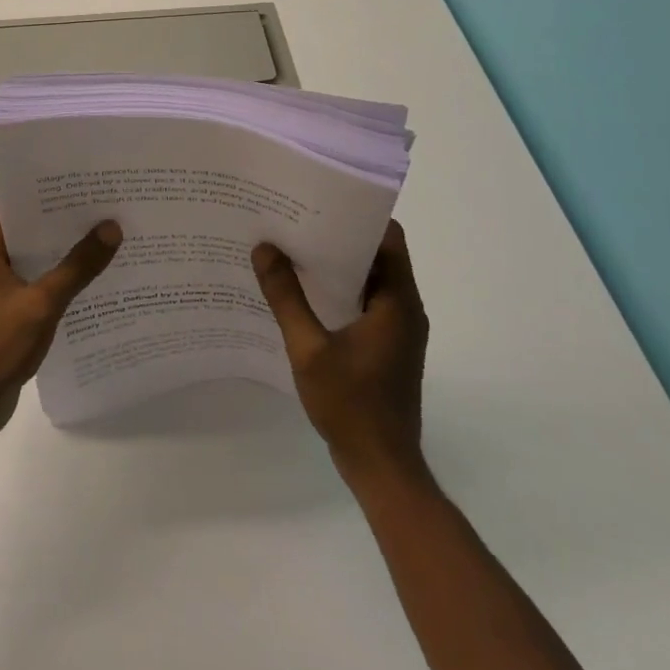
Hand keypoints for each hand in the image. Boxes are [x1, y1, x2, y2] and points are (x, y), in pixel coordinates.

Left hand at [0, 208, 121, 442]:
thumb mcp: (41, 304)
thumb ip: (77, 267)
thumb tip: (112, 228)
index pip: (19, 202)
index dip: (52, 189)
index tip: (89, 179)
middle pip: (32, 227)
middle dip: (67, 219)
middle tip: (110, 204)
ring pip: (38, 256)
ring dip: (67, 250)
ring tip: (111, 235)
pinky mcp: (9, 309)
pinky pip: (40, 281)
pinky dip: (63, 277)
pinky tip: (96, 277)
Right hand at [252, 221, 429, 484]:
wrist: (382, 467)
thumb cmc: (351, 405)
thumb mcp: (309, 349)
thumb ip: (286, 298)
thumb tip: (264, 249)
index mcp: (398, 301)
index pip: (388, 238)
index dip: (357, 215)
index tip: (319, 201)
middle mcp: (405, 308)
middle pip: (377, 255)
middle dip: (338, 237)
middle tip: (294, 222)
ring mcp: (398, 330)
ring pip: (370, 281)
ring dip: (337, 266)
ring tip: (292, 250)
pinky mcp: (387, 348)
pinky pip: (366, 304)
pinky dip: (339, 292)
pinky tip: (302, 295)